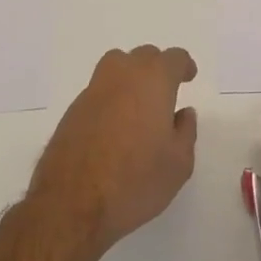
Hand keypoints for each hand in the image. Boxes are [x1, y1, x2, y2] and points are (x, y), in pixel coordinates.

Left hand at [28, 45, 198, 256]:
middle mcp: (121, 76)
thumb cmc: (135, 181)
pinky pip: (98, 91)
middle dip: (157, 68)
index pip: (172, 58)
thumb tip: (182, 113)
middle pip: (143, 56)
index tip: (188, 76)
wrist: (72, 203)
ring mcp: (92, 91)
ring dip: (130, 76)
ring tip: (138, 103)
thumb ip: (185, 132)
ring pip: (116, 66)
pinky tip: (114, 126)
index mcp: (153, 81)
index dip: (183, 65)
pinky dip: (111, 98)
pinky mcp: (72, 111)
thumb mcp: (178, 164)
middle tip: (166, 91)